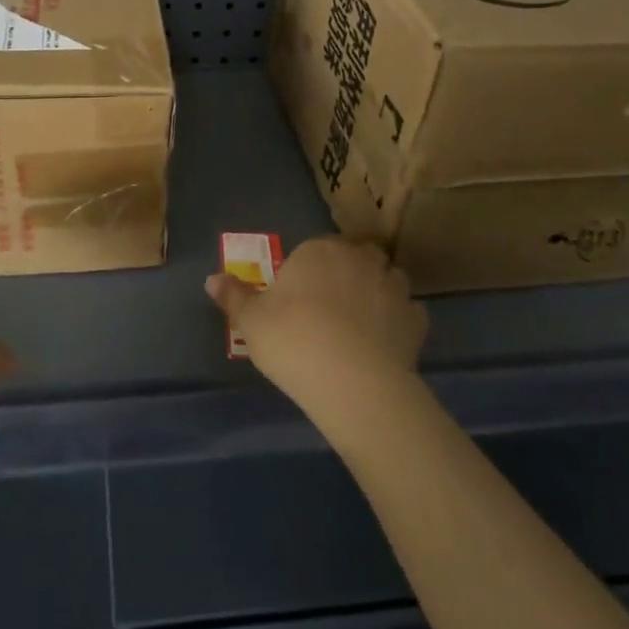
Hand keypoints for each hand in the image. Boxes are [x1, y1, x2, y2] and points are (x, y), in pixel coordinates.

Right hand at [206, 235, 427, 423]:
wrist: (352, 381)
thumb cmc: (293, 340)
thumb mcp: (251, 321)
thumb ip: (234, 297)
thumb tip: (212, 279)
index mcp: (319, 251)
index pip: (316, 248)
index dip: (309, 270)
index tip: (300, 296)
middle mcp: (359, 258)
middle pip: (356, 256)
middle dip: (348, 273)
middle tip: (331, 306)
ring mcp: (393, 286)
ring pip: (387, 279)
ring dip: (378, 292)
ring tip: (362, 323)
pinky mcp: (416, 319)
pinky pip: (408, 313)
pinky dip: (398, 322)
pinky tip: (385, 343)